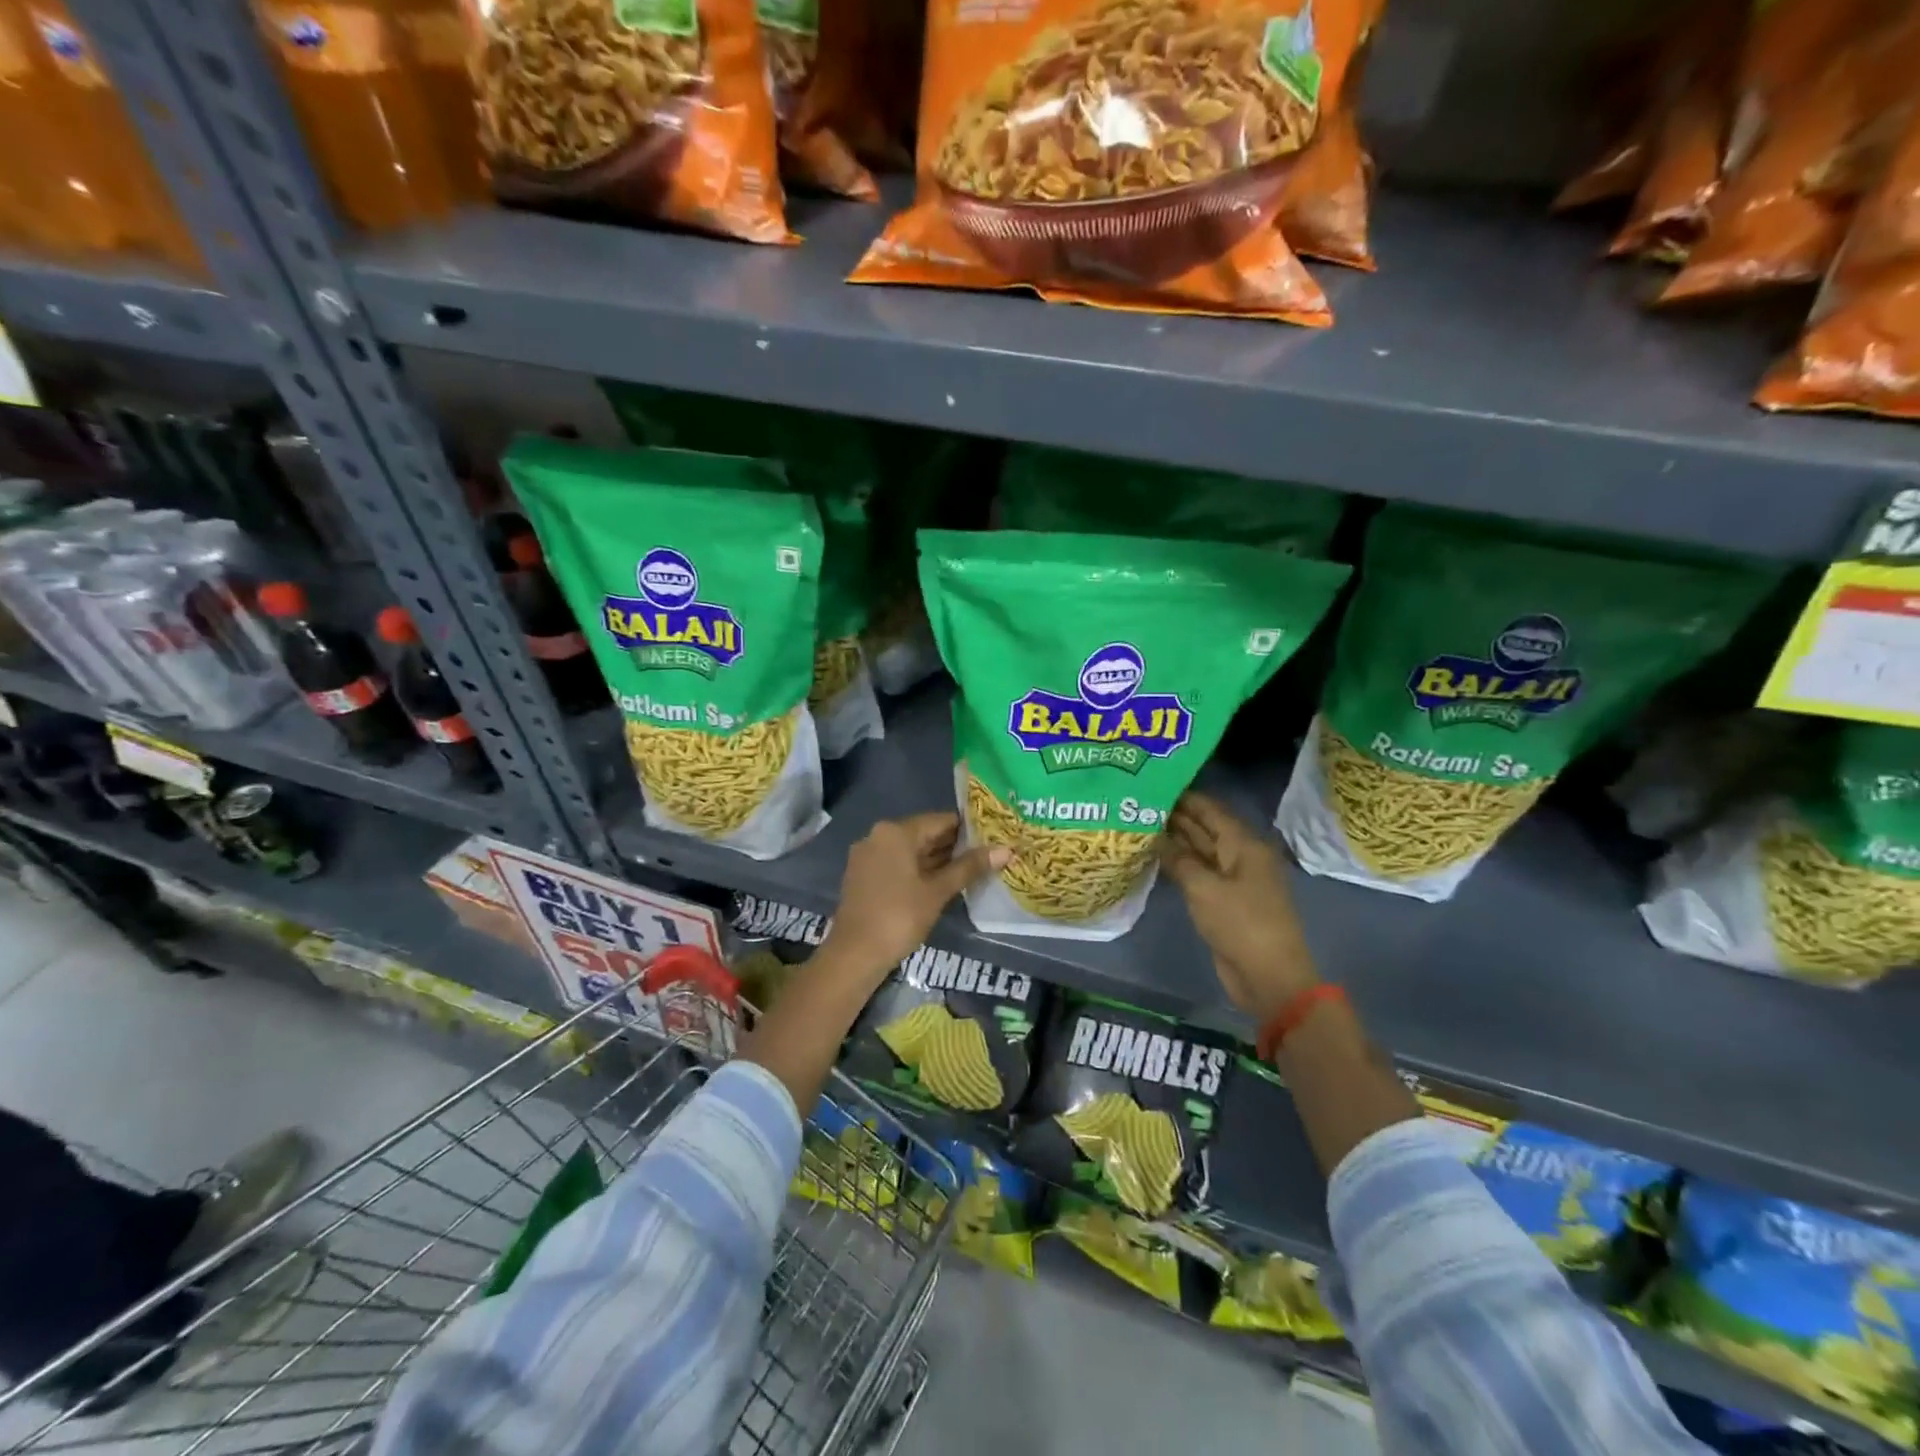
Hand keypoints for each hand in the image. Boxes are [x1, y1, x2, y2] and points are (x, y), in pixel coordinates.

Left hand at [820, 813, 1008, 981]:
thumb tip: (1005, 850)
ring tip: (971, 869)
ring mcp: (868, 855)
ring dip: (937, 860)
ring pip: (910, 851)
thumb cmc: (899, 917)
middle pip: (924, 834)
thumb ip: (969, 867)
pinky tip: (941, 883)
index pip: (940, 821)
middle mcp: (878, 835)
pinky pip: (897, 864)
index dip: (969, 829)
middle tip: (987, 855)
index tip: (993, 838)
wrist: (854, 954)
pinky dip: (918, 870)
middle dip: (954, 846)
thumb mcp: (938, 891)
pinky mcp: (863, 875)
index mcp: (896, 831)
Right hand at [1158, 792, 1317, 1020]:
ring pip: (1200, 852)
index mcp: (1244, 845)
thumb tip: (1156, 837)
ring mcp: (1233, 880)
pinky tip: (1154, 858)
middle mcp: (1240, 856)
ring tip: (1139, 826)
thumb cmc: (1241, 924)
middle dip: (1175, 817)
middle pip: (1205, 829)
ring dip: (1174, 841)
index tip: (1152, 784)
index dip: (1184, 797)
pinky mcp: (1224, 901)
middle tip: (1138, 804)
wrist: (1269, 977)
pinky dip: (1179, 865)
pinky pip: (1199, 874)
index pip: (1210, 810)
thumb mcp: (1204, 888)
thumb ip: (1178, 859)